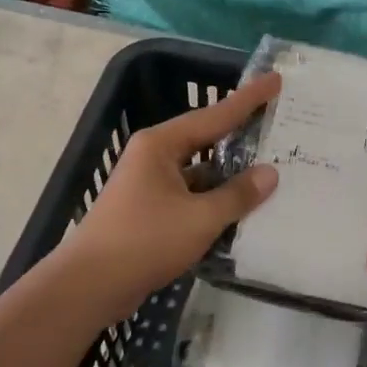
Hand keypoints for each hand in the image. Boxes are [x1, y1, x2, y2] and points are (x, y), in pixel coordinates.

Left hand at [62, 71, 281, 312]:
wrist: (88, 286)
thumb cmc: (144, 241)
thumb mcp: (200, 218)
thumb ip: (238, 195)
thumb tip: (270, 173)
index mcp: (161, 144)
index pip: (215, 115)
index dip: (248, 99)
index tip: (275, 80)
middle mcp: (154, 156)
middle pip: (206, 138)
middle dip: (241, 133)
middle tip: (277, 123)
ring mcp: (149, 184)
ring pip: (200, 170)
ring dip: (230, 172)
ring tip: (270, 167)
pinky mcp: (150, 210)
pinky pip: (191, 194)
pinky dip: (215, 198)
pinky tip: (242, 206)